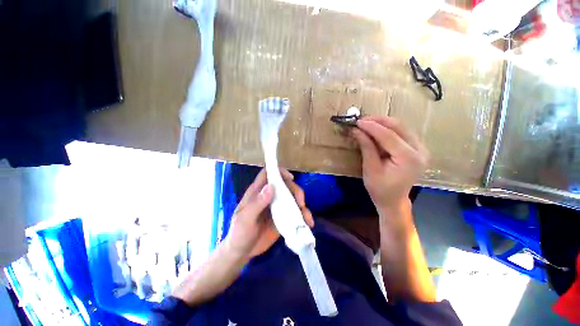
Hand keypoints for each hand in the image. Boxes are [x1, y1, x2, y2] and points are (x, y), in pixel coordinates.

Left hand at [225, 168, 313, 258]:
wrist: (242, 252)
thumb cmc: (239, 233)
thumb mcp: (245, 219)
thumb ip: (257, 203)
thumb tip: (271, 187)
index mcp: (258, 192)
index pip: (268, 174)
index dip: (279, 172)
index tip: (290, 178)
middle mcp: (269, 196)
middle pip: (285, 185)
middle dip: (295, 190)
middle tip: (301, 202)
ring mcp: (277, 207)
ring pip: (292, 198)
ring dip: (302, 205)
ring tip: (307, 217)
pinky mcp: (283, 217)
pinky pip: (295, 213)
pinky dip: (303, 216)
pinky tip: (308, 224)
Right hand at [351, 116, 428, 213]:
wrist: (394, 200)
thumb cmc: (380, 189)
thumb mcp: (370, 169)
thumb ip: (366, 148)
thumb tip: (357, 130)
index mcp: (408, 158)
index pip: (388, 135)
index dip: (371, 127)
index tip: (357, 122)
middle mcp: (419, 150)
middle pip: (398, 126)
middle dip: (378, 121)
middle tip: (361, 120)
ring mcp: (421, 148)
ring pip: (401, 127)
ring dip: (382, 123)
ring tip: (366, 124)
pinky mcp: (417, 148)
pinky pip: (401, 132)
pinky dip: (387, 129)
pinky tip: (376, 130)